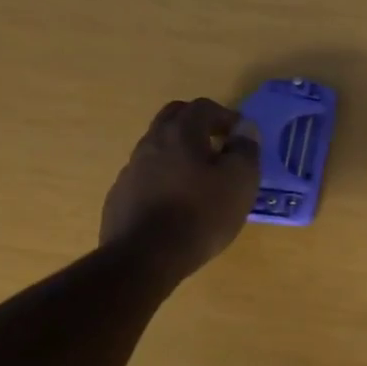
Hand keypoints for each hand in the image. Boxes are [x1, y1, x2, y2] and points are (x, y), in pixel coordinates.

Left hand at [100, 98, 261, 284]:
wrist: (144, 258)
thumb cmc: (202, 214)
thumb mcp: (241, 181)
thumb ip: (245, 149)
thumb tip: (244, 129)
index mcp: (181, 133)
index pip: (203, 107)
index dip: (227, 116)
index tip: (242, 137)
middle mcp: (151, 143)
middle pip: (174, 118)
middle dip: (199, 125)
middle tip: (220, 145)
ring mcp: (131, 170)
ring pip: (158, 147)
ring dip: (181, 152)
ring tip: (202, 179)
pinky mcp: (121, 196)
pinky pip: (147, 175)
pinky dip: (166, 178)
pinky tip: (178, 203)